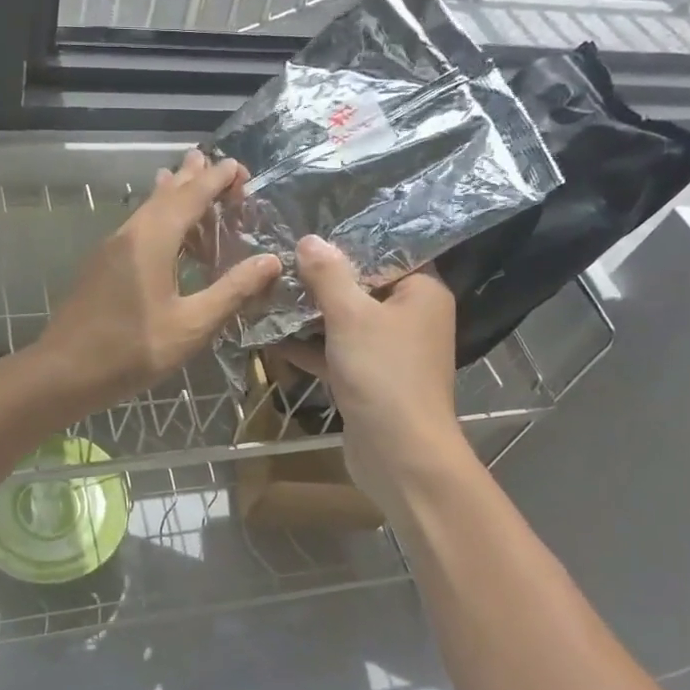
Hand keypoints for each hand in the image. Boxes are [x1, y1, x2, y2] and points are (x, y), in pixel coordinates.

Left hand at [29, 151, 281, 420]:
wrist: (63, 371)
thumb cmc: (131, 350)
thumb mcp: (191, 325)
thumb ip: (232, 291)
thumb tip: (271, 261)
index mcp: (153, 239)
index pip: (191, 195)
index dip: (217, 179)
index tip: (240, 168)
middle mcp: (130, 233)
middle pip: (165, 194)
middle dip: (192, 177)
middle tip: (216, 164)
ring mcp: (110, 249)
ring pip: (147, 210)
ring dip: (172, 194)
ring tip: (187, 179)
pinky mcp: (101, 267)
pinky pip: (137, 228)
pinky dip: (159, 219)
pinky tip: (164, 235)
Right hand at [281, 236, 459, 508]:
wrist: (399, 454)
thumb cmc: (383, 374)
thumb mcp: (351, 315)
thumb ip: (328, 275)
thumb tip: (310, 239)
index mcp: (421, 292)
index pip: (386, 252)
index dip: (346, 244)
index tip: (306, 235)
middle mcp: (410, 317)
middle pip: (361, 286)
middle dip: (319, 280)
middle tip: (279, 263)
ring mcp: (389, 351)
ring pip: (345, 321)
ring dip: (309, 314)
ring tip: (268, 295)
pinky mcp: (368, 378)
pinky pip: (337, 352)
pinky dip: (309, 346)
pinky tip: (270, 338)